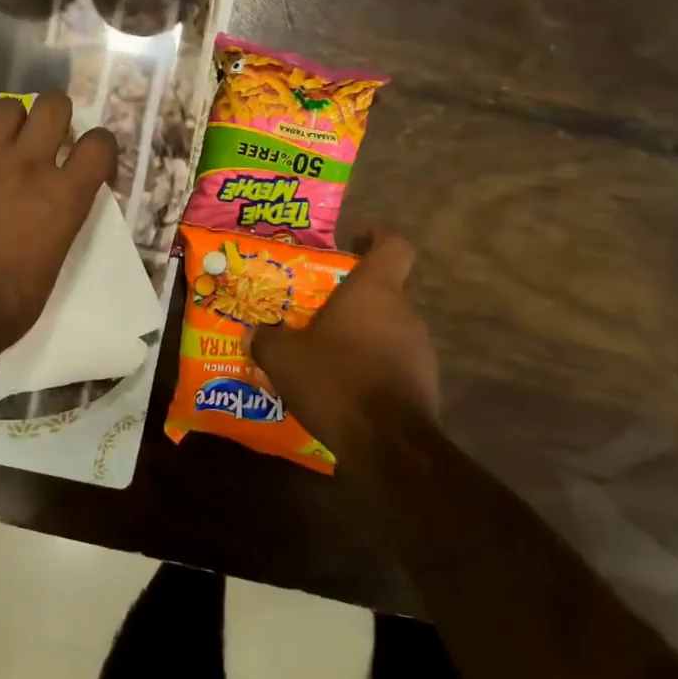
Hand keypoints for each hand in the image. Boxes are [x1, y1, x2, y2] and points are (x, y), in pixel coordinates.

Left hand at [0, 92, 118, 357]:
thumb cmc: (9, 304)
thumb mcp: (55, 260)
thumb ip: (60, 218)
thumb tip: (55, 203)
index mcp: (64, 196)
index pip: (100, 143)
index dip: (100, 147)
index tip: (90, 163)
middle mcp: (27, 166)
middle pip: (53, 104)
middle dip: (55, 116)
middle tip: (47, 140)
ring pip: (5, 107)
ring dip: (10, 123)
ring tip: (3, 147)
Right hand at [251, 229, 439, 462]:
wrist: (387, 443)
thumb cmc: (336, 380)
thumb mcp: (284, 358)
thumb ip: (266, 339)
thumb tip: (253, 332)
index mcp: (375, 290)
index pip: (393, 245)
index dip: (377, 235)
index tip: (355, 239)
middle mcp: (404, 311)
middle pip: (385, 288)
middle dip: (354, 295)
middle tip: (318, 307)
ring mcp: (420, 347)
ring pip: (389, 325)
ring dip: (362, 332)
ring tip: (326, 351)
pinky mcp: (424, 381)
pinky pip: (394, 359)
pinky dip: (372, 364)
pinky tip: (344, 384)